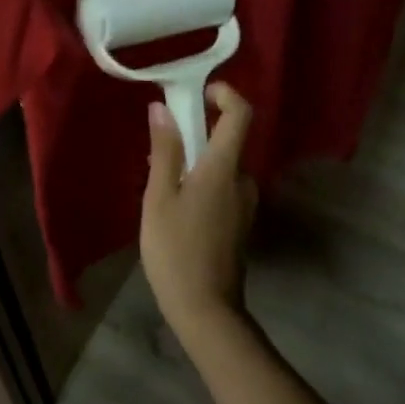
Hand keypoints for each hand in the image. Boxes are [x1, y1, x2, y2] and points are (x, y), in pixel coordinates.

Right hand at [139, 83, 257, 342]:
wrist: (206, 311)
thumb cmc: (176, 250)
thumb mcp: (160, 197)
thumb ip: (164, 150)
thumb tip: (162, 108)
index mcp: (224, 168)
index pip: (241, 114)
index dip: (225, 94)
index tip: (199, 92)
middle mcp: (243, 180)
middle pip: (228, 140)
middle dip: (196, 133)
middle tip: (160, 148)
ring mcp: (245, 204)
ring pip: (222, 166)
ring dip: (195, 162)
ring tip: (160, 184)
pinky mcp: (240, 223)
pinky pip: (223, 187)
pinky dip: (202, 182)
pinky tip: (175, 207)